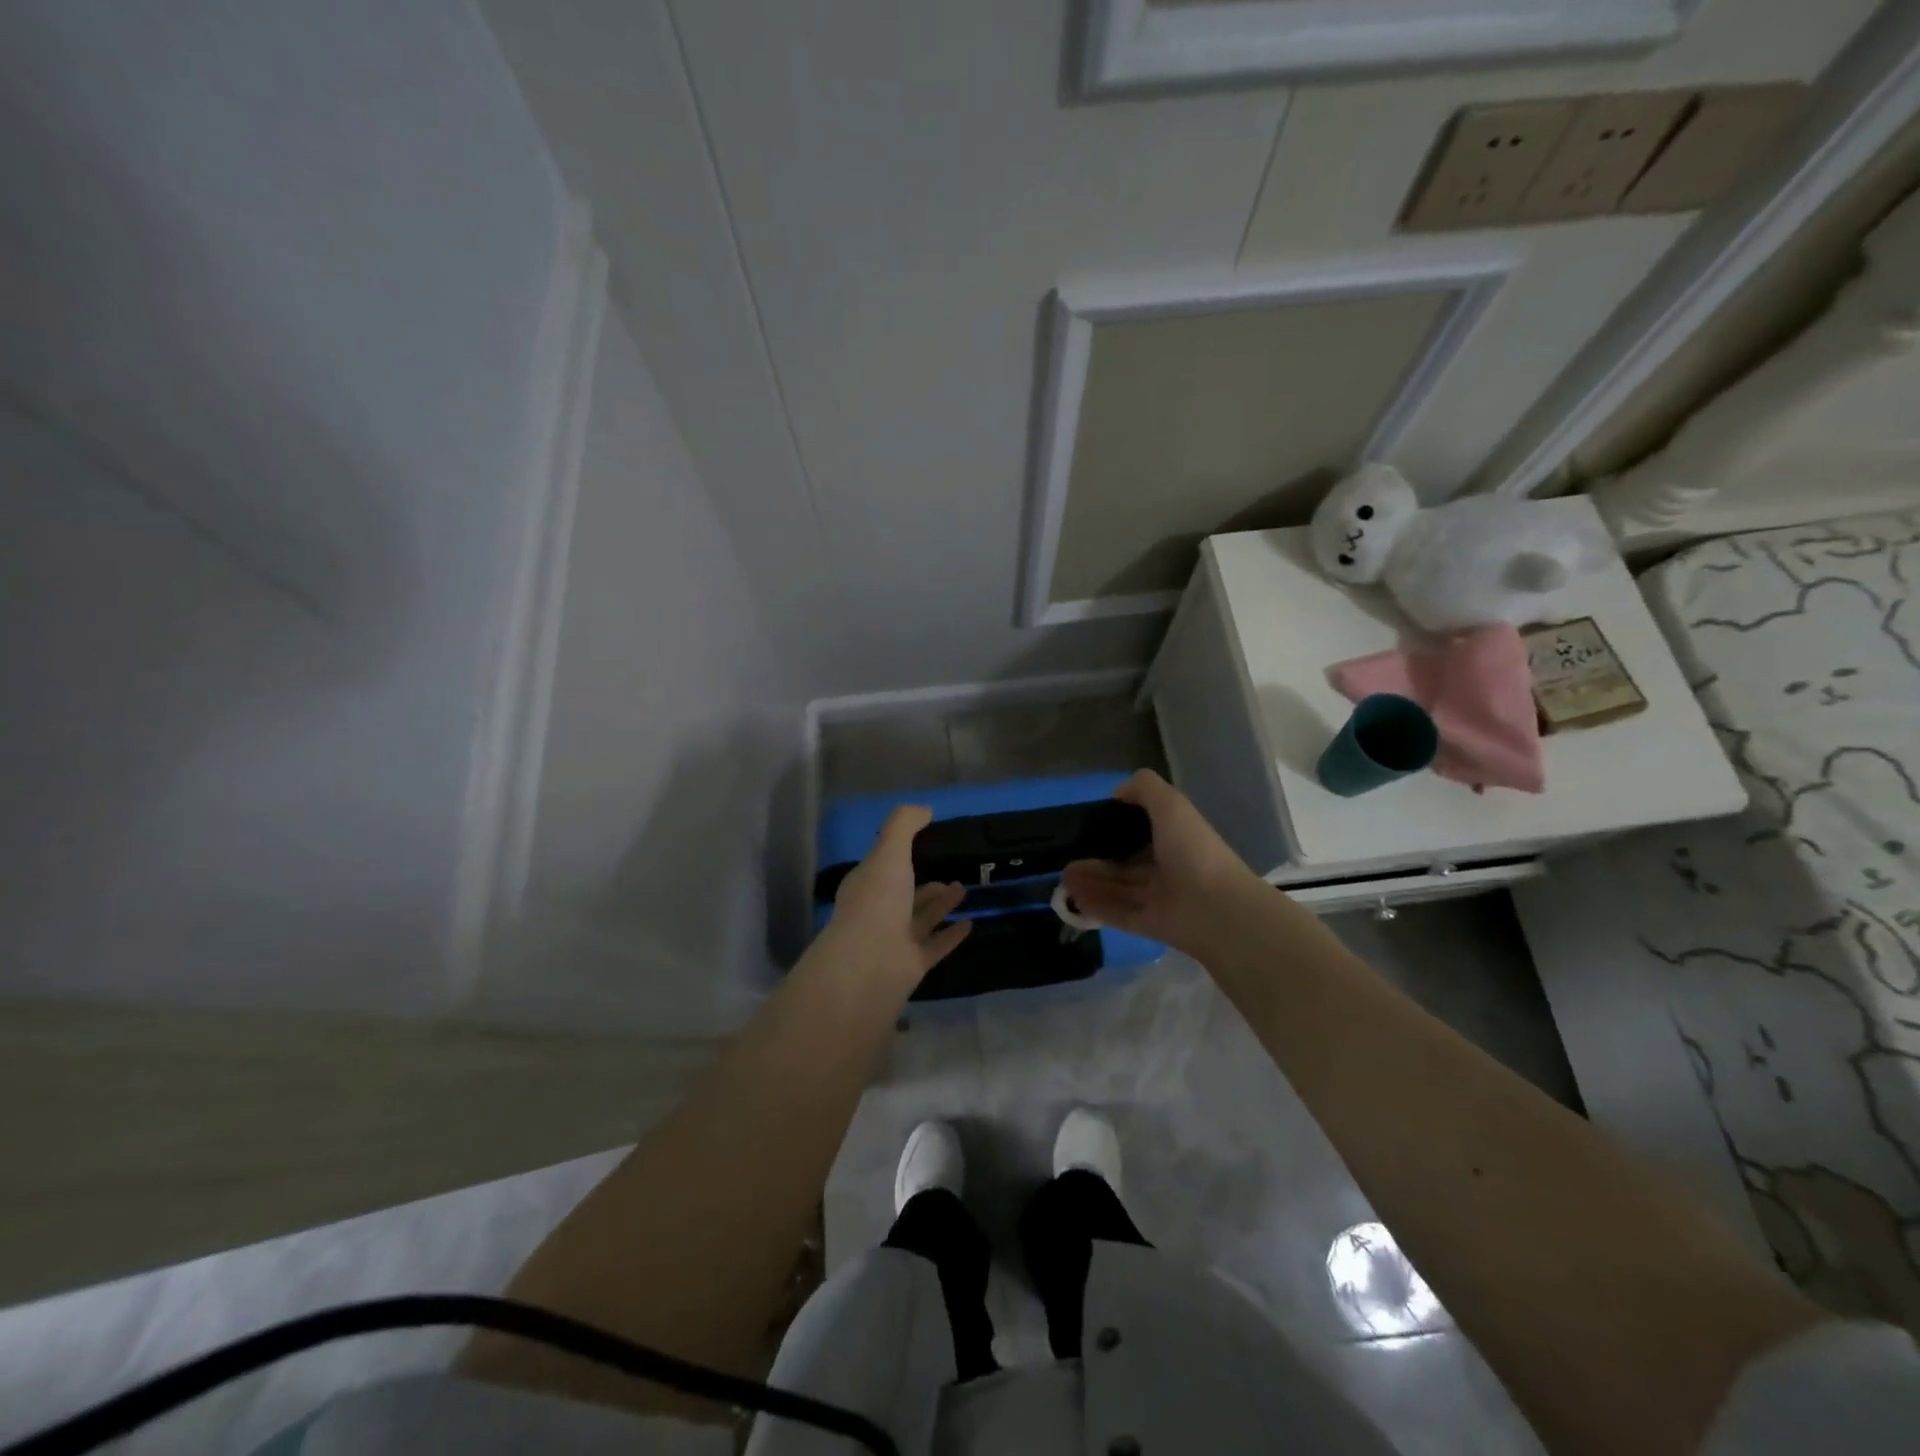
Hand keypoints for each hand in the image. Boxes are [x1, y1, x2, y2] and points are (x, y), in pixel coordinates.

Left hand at [822, 805, 970, 989]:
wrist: (871, 962)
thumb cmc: (878, 900)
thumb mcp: (889, 851)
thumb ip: (904, 825)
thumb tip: (925, 809)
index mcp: (866, 885)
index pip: (882, 866)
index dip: (898, 855)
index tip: (924, 844)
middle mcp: (878, 912)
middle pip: (904, 895)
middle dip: (925, 884)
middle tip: (951, 873)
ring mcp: (894, 941)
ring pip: (921, 919)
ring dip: (941, 904)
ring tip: (964, 889)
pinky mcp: (912, 965)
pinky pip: (935, 946)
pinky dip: (951, 935)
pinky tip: (970, 924)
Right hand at [1061, 769, 1263, 957]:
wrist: (1218, 909)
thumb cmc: (1193, 851)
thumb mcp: (1171, 805)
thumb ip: (1144, 789)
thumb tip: (1116, 793)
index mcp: (1175, 839)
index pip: (1140, 833)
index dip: (1114, 830)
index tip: (1086, 828)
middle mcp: (1167, 868)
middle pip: (1124, 865)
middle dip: (1095, 861)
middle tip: (1065, 860)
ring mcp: (1159, 899)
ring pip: (1118, 889)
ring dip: (1090, 883)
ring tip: (1063, 879)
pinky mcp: (1150, 925)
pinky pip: (1118, 914)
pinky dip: (1096, 907)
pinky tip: (1073, 901)